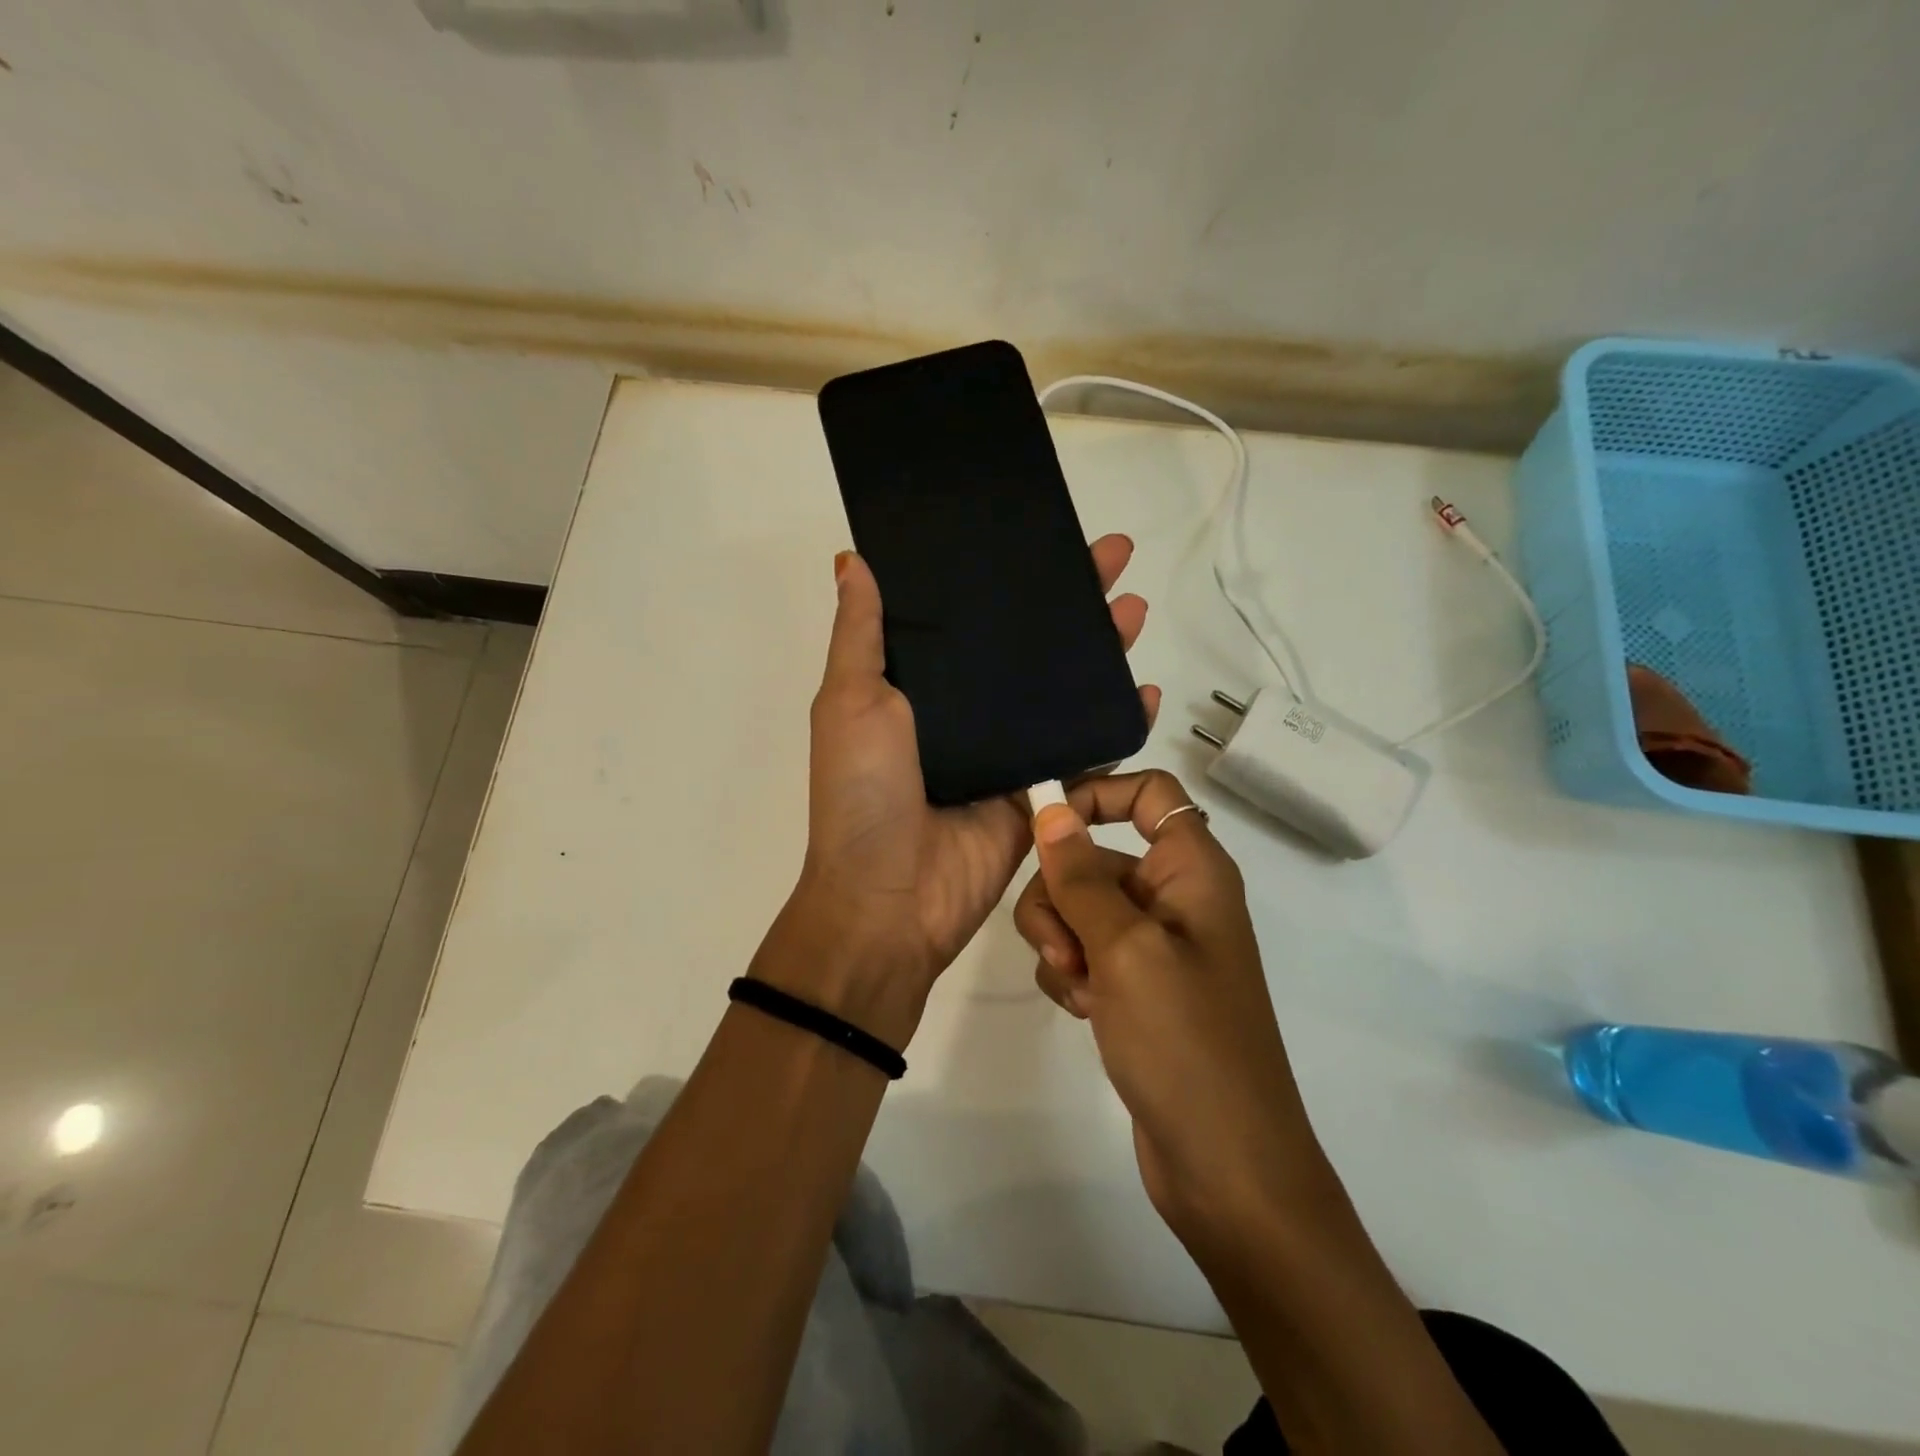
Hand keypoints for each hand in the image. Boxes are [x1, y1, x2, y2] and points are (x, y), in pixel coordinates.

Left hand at [753, 541, 1159, 1048]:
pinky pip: (1085, 753)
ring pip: (1062, 691)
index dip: (1003, 576)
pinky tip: (1146, 690)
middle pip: (1026, 647)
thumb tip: (853, 558)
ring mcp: (1007, 754)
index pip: (969, 617)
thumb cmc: (863, 794)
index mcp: (919, 686)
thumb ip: (862, 634)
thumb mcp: (850, 702)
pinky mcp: (1039, 795)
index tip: (1038, 534)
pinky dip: (1117, 724)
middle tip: (1113, 556)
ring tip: (1134, 608)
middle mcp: (966, 713)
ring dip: (1101, 651)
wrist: (889, 901)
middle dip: (1069, 602)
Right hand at [1012, 771, 1334, 1249]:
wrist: (1226, 1168)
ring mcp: (1154, 946)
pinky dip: (1073, 976)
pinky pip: (1083, 953)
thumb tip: (1049, 807)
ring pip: (1078, 907)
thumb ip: (1081, 875)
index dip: (1096, 794)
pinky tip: (1087, 1013)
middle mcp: (1174, 897)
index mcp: (1192, 869)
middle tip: (1065, 947)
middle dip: (1061, 894)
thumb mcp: (1126, 948)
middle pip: (1095, 854)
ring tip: (1083, 990)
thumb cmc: (1186, 1043)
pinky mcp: (1135, 988)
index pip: (1148, 792)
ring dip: (1062, 942)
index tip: (1044, 824)